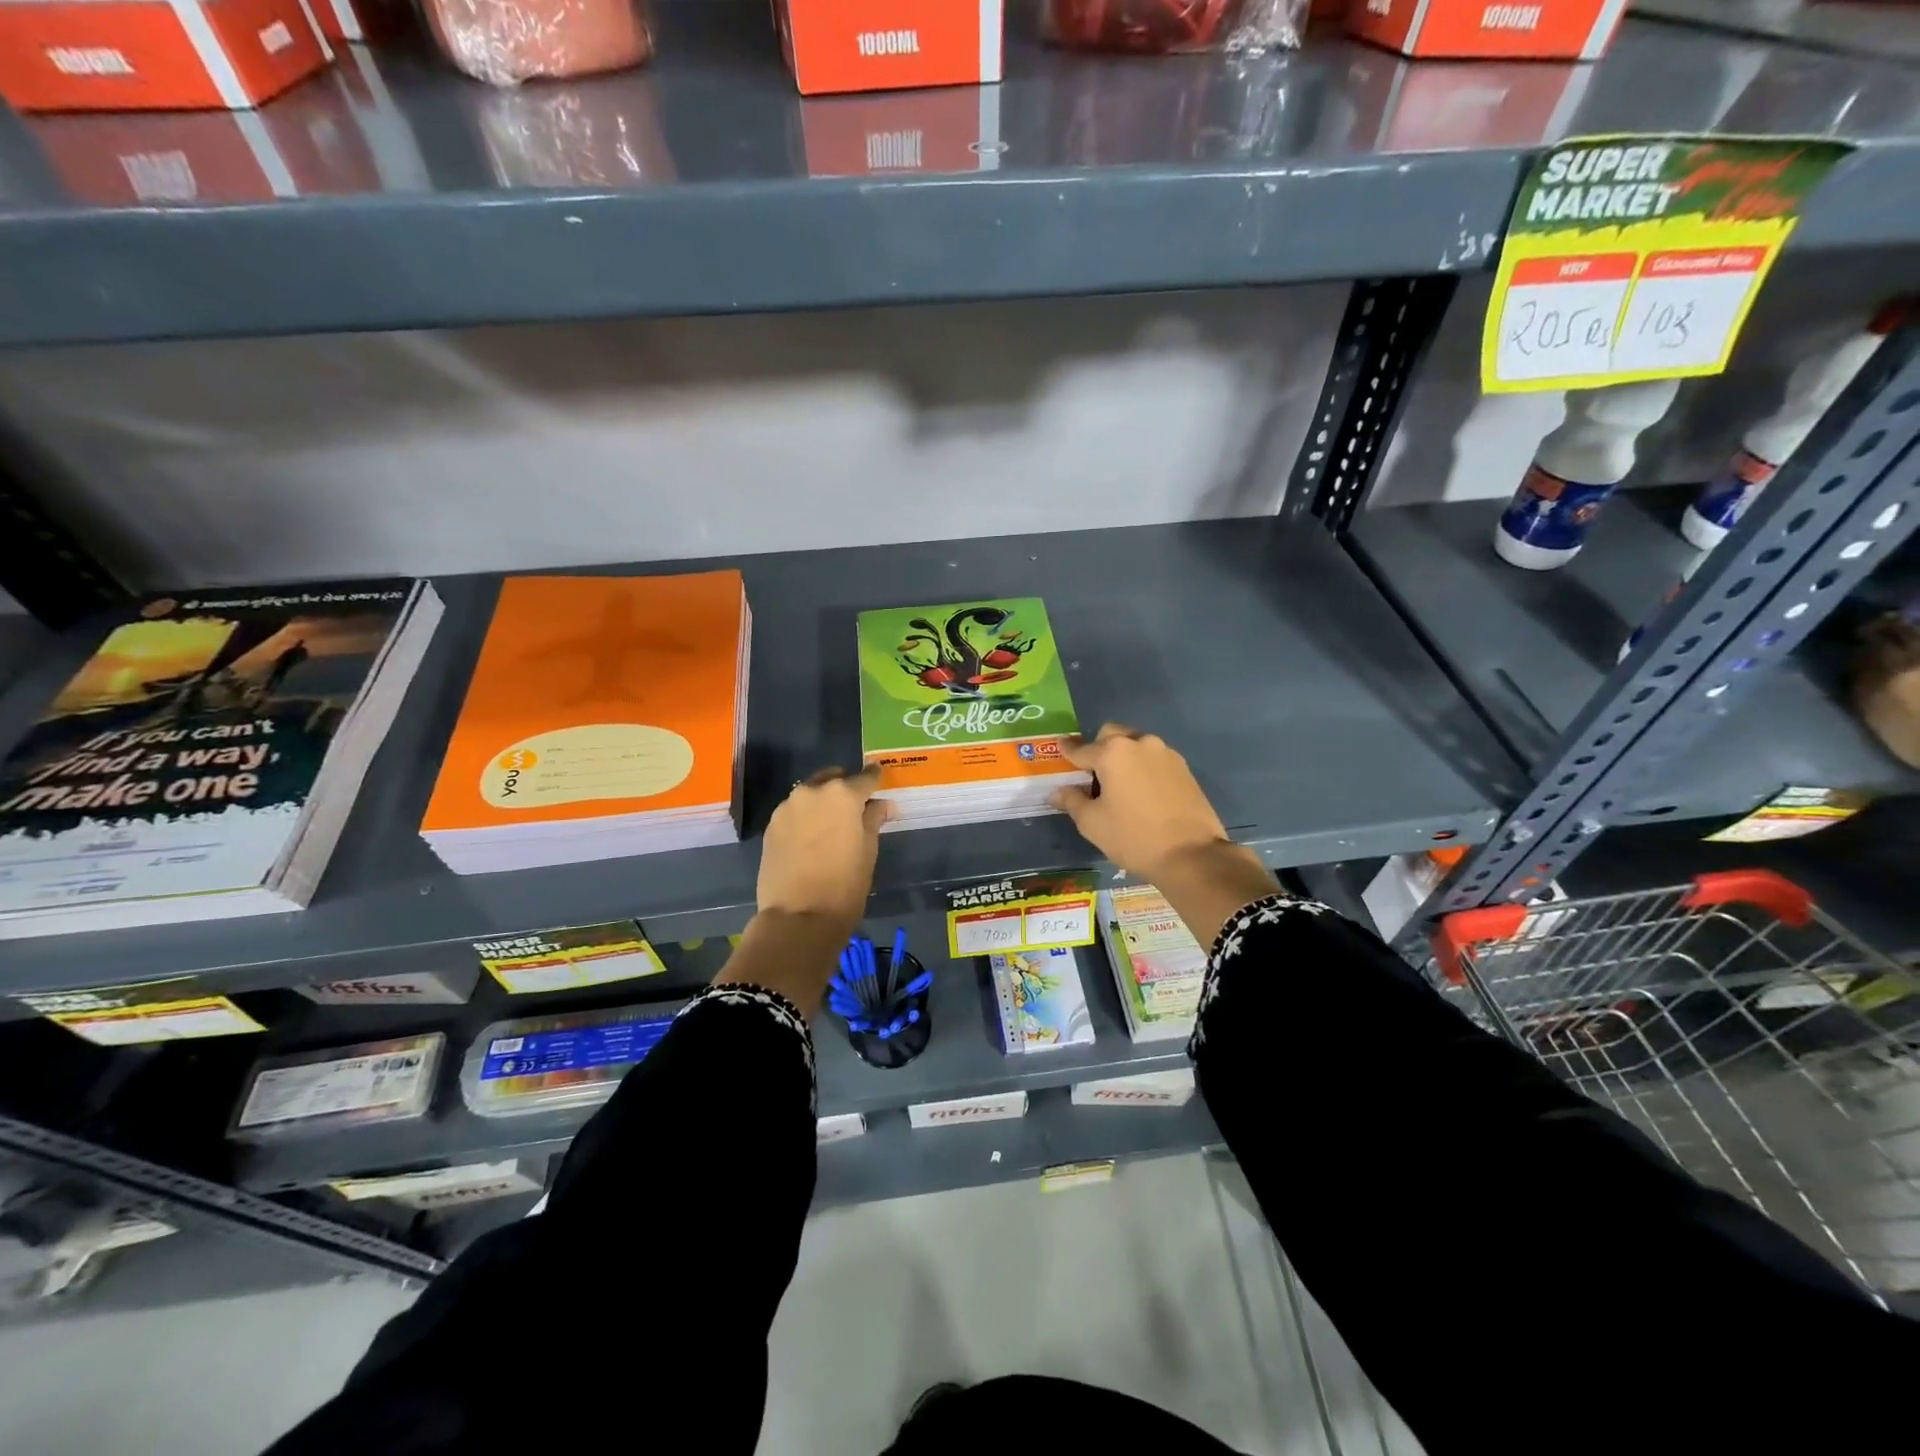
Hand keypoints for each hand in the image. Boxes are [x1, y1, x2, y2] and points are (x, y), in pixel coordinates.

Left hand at [718, 769, 892, 1012]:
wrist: (798, 917)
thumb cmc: (845, 884)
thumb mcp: (868, 850)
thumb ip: (874, 819)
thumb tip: (882, 804)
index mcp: (842, 794)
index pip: (865, 777)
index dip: (875, 779)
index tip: (880, 781)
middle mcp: (812, 791)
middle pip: (833, 779)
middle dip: (845, 788)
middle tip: (855, 808)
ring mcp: (787, 807)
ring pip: (811, 794)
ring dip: (823, 802)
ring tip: (831, 825)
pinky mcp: (771, 826)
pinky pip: (794, 812)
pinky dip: (805, 817)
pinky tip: (811, 838)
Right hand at [1049, 724, 1230, 880]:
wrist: (1191, 855)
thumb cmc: (1133, 837)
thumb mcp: (1092, 823)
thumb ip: (1072, 800)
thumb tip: (1057, 791)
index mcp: (1113, 752)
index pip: (1081, 749)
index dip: (1067, 751)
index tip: (1060, 748)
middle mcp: (1140, 743)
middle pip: (1112, 735)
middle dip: (1099, 748)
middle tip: (1092, 773)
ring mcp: (1166, 754)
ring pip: (1136, 745)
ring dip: (1124, 757)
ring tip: (1120, 785)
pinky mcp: (1184, 768)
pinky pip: (1155, 759)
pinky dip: (1143, 768)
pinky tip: (1142, 792)